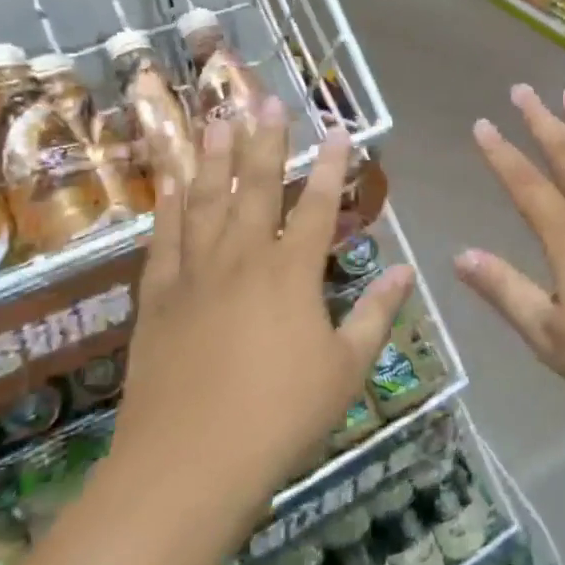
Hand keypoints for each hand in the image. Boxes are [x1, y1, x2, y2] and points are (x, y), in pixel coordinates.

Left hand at [114, 98, 414, 508]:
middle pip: (254, 187)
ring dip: (212, 157)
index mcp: (290, 274)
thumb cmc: (280, 417)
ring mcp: (192, 276)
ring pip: (203, 202)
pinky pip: (163, 240)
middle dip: (264, 141)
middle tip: (265, 99)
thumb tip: (407, 271)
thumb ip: (376, 313)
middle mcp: (241, 260)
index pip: (316, 205)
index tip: (336, 129)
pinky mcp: (156, 300)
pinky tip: (170, 184)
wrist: (187, 465)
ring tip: (215, 119)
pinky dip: (168, 207)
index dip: (330, 166)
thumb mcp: (346, 368)